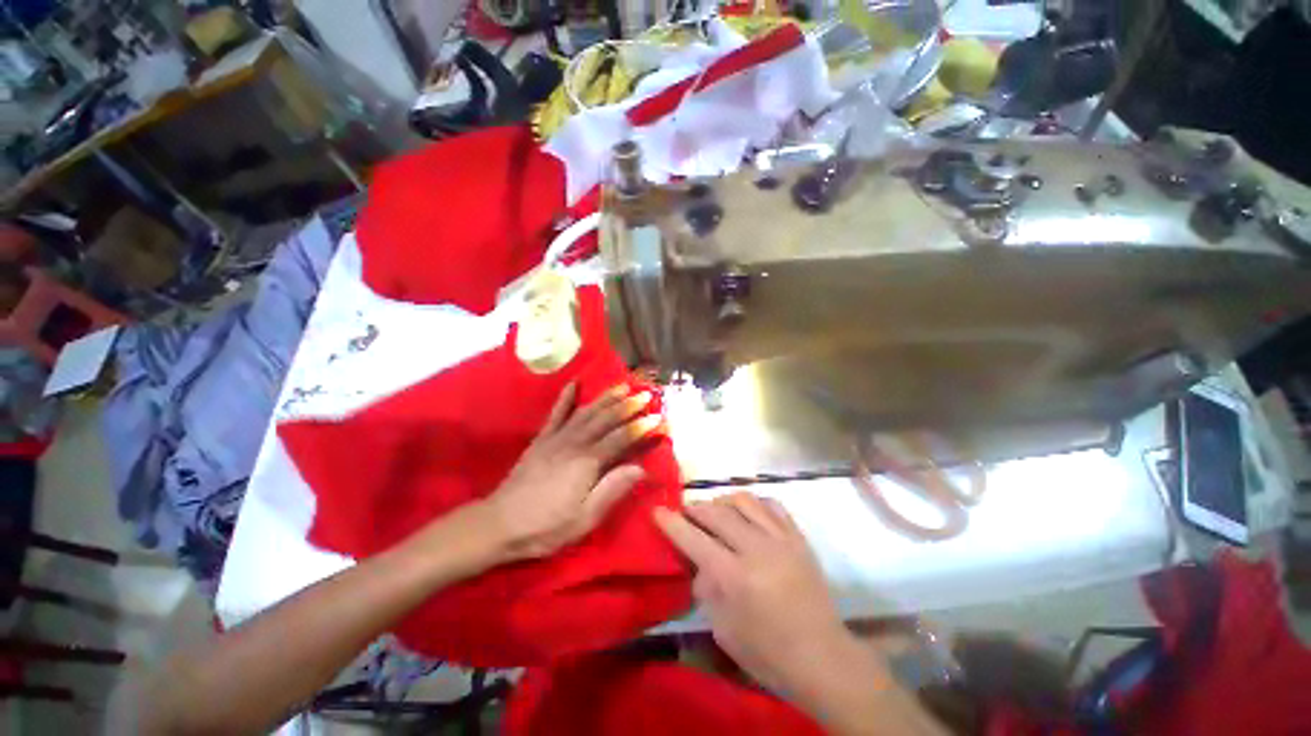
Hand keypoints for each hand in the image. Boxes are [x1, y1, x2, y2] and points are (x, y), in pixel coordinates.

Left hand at [484, 383, 661, 560]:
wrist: (498, 524)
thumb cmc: (545, 527)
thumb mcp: (584, 519)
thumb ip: (612, 490)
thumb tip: (641, 468)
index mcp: (587, 463)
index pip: (621, 438)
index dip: (641, 427)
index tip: (659, 417)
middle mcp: (574, 443)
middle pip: (606, 419)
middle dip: (628, 405)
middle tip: (646, 393)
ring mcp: (556, 438)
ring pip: (586, 412)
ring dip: (606, 397)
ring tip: (623, 385)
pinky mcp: (541, 439)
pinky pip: (556, 413)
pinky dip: (565, 397)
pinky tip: (574, 383)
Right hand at [653, 493, 859, 693]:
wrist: (823, 658)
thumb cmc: (768, 654)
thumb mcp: (724, 630)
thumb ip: (707, 590)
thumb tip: (700, 562)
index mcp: (735, 577)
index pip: (695, 539)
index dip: (672, 523)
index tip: (657, 509)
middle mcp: (757, 549)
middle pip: (717, 513)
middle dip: (695, 508)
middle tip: (686, 511)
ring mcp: (781, 539)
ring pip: (744, 500)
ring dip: (722, 501)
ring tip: (716, 510)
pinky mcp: (799, 538)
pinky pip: (772, 505)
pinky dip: (754, 503)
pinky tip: (747, 513)